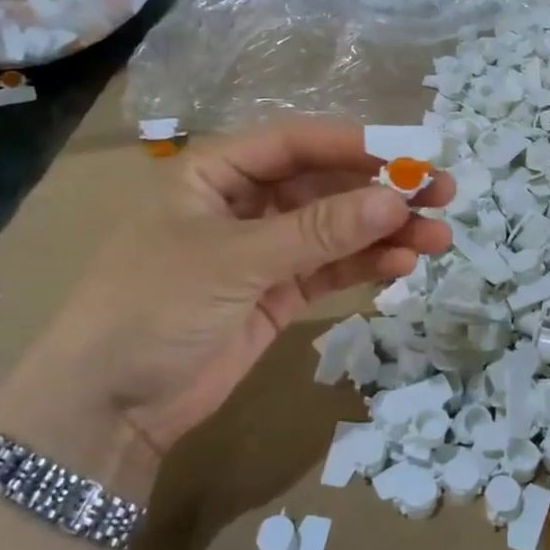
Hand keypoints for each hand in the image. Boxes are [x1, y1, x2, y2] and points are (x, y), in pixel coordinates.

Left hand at [0, 119, 452, 482]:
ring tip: (438, 236)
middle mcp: (244, 203)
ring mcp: (263, 251)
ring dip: (384, 231)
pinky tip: (404, 263)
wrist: (107, 407)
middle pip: (324, 184)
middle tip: (442, 192)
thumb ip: (317, 231)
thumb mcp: (236, 260)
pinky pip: (330, 269)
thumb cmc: (154, 307)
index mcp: (216, 172)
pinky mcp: (277, 294)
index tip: (411, 154)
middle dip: (381, 189)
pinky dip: (366, 265)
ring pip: (335, 229)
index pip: (296, 142)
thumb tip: (395, 200)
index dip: (355, 144)